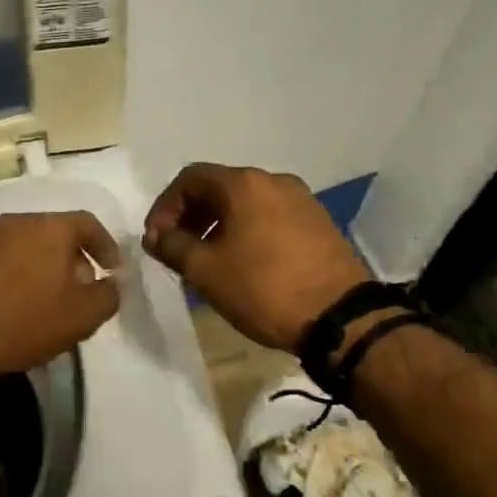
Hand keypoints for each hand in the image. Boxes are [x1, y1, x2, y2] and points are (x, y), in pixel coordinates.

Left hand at [0, 212, 121, 386]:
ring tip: (40, 299)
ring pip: (18, 246)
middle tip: (78, 288)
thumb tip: (111, 284)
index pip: (87, 223)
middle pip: (51, 233)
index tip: (112, 269)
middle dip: (69, 258)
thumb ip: (107, 296)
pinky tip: (4, 305)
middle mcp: (12, 223)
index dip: (105, 245)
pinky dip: (5, 277)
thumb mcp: (81, 317)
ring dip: (35, 267)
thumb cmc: (22, 322)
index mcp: (48, 228)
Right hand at [143, 163, 370, 350]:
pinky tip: (242, 264)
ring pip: (246, 204)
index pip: (190, 179)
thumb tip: (157, 236)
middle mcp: (275, 181)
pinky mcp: (318, 224)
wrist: (339, 317)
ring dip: (218, 226)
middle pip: (219, 188)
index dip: (165, 207)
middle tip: (176, 250)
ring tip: (207, 260)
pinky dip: (246, 233)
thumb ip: (172, 246)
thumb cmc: (263, 288)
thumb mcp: (205, 270)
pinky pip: (269, 218)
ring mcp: (302, 201)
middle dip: (191, 216)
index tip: (156, 240)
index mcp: (244, 184)